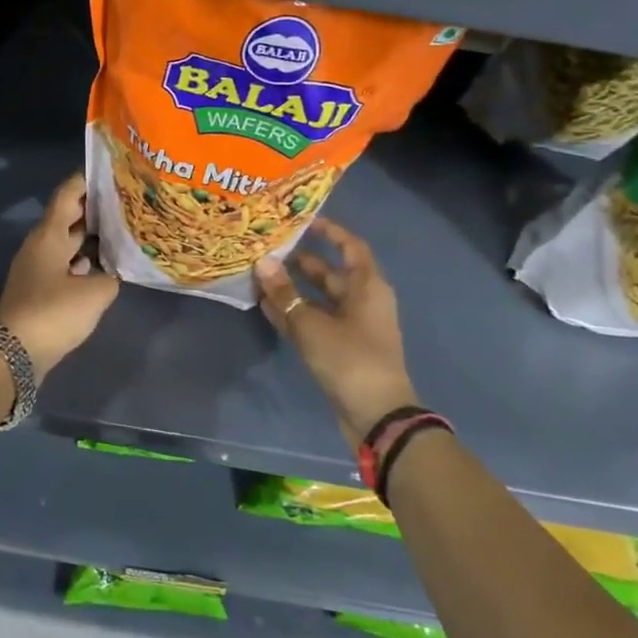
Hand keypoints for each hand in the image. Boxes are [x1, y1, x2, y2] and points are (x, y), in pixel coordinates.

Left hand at [0, 173, 118, 377]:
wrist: (14, 353)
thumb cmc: (53, 313)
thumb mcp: (94, 294)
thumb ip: (110, 277)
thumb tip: (111, 274)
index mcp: (49, 235)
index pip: (67, 195)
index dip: (86, 181)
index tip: (109, 172)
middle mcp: (40, 245)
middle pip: (68, 217)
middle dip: (94, 209)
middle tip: (125, 203)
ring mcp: (37, 267)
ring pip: (66, 242)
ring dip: (89, 237)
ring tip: (120, 233)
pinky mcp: (38, 289)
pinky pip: (64, 264)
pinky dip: (82, 261)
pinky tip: (102, 268)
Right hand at [254, 217, 418, 444]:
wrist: (377, 416)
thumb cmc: (350, 359)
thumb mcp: (311, 324)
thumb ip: (285, 293)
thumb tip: (263, 262)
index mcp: (368, 287)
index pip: (351, 247)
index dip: (330, 232)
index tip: (303, 221)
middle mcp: (362, 302)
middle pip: (331, 274)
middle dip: (301, 262)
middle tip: (270, 250)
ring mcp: (352, 328)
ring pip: (319, 300)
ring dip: (293, 290)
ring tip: (260, 276)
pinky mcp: (341, 350)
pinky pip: (315, 322)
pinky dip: (294, 314)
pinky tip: (266, 307)